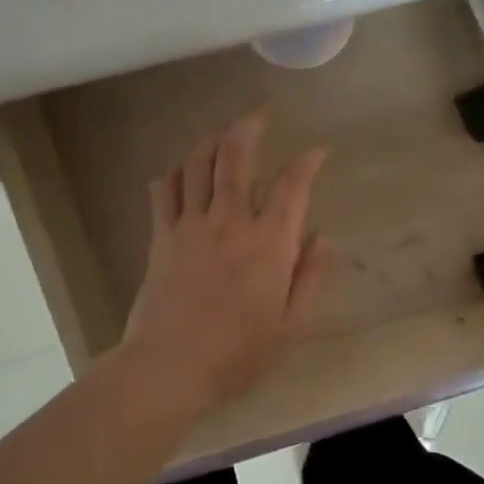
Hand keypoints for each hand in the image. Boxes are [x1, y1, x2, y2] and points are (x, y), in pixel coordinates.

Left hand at [122, 110, 332, 409]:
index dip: (307, 161)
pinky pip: (164, 190)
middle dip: (250, 127)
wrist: (169, 368)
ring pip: (198, 163)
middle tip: (260, 115)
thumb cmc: (238, 352)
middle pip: (236, 156)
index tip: (317, 152)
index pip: (292, 185)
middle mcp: (230, 221)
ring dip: (212, 141)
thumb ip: (310, 276)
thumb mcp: (291, 323)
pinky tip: (182, 173)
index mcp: (269, 242)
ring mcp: (191, 225)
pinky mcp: (161, 236)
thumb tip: (321, 237)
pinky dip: (174, 173)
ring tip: (223, 136)